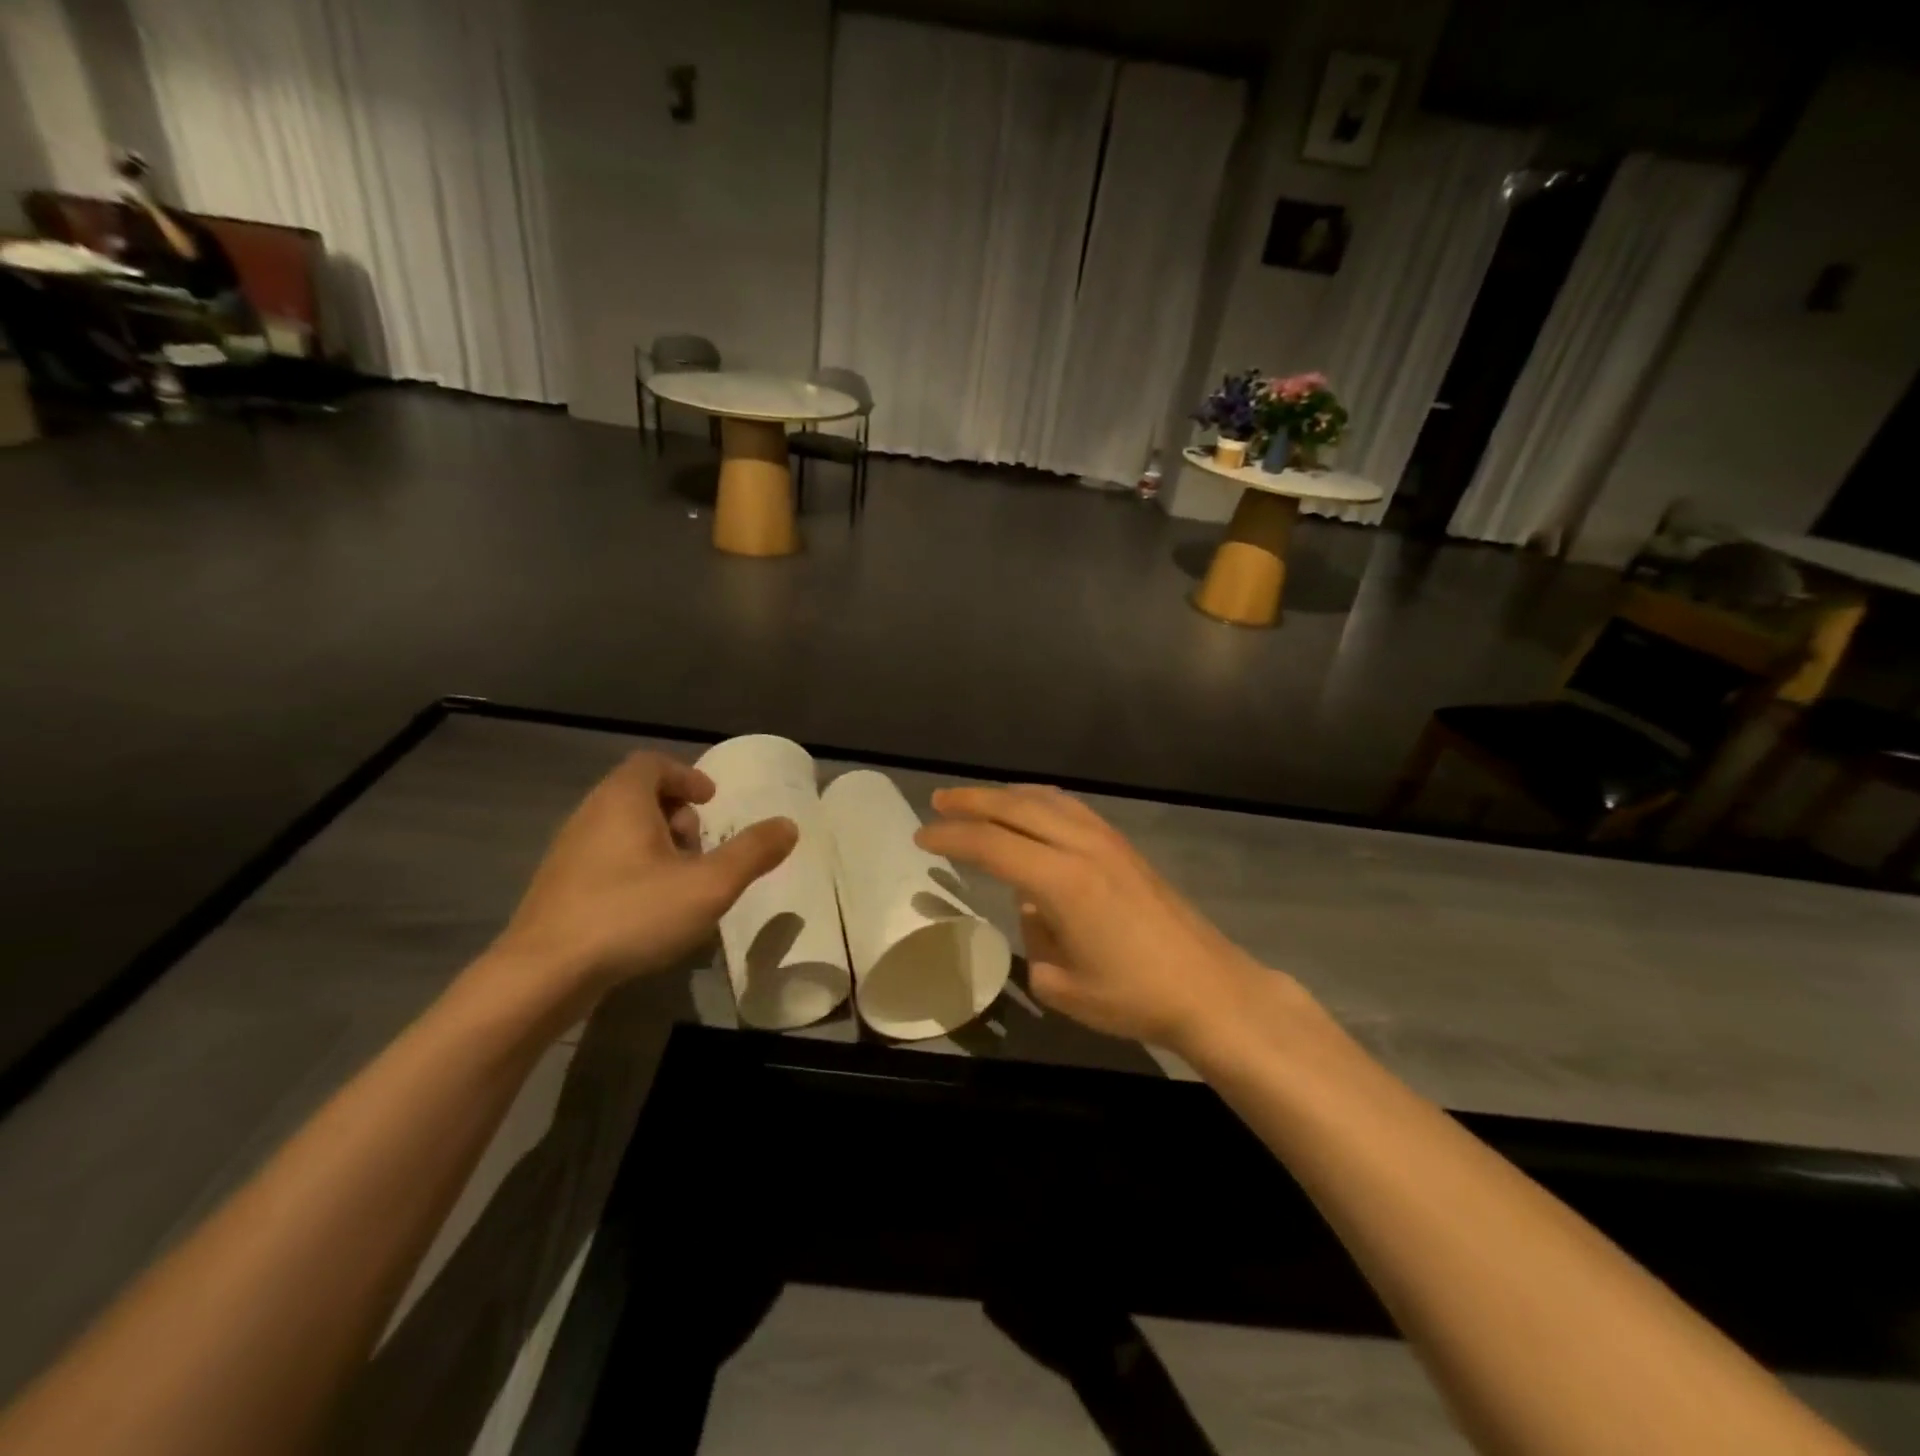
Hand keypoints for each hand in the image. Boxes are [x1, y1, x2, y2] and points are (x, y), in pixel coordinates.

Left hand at [487, 751, 795, 998]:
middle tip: (699, 846)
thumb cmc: (631, 915)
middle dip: (676, 814)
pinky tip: (649, 910)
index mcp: (623, 801)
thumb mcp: (708, 885)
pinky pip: (604, 860)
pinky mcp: (559, 889)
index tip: (711, 802)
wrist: (542, 976)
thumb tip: (789, 825)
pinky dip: (633, 868)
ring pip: (620, 830)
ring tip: (681, 882)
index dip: (686, 777)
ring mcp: (568, 853)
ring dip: (656, 844)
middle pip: (637, 795)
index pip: (652, 764)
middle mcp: (590, 816)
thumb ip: (752, 852)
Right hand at [915, 785, 1284, 1051]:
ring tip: (976, 799)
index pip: (992, 845)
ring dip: (1006, 795)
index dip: (951, 837)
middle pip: (1016, 808)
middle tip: (937, 801)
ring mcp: (1107, 841)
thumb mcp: (1063, 985)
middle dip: (971, 801)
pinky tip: (1031, 809)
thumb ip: (1035, 939)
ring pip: (1046, 801)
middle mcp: (1082, 848)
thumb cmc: (1134, 996)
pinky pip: (1071, 809)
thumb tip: (1033, 907)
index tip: (922, 837)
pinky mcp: (1124, 846)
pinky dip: (1039, 801)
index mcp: (1061, 881)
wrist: (1209, 988)